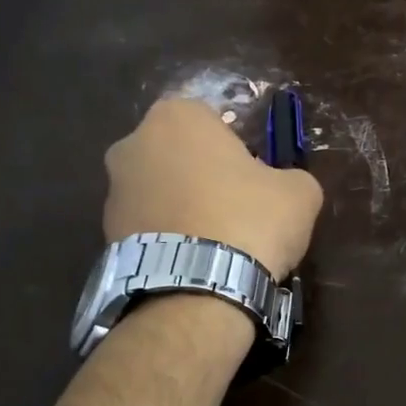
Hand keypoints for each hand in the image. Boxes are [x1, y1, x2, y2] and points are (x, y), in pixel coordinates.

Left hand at [104, 99, 323, 278]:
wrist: (198, 288)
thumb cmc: (250, 220)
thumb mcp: (299, 193)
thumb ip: (290, 177)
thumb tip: (284, 186)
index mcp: (177, 117)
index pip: (212, 120)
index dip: (237, 149)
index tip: (254, 178)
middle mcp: (133, 143)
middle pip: (179, 154)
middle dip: (201, 175)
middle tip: (234, 209)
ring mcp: (114, 190)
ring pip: (158, 190)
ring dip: (181, 208)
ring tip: (214, 245)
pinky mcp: (105, 234)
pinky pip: (146, 227)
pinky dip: (166, 238)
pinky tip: (192, 263)